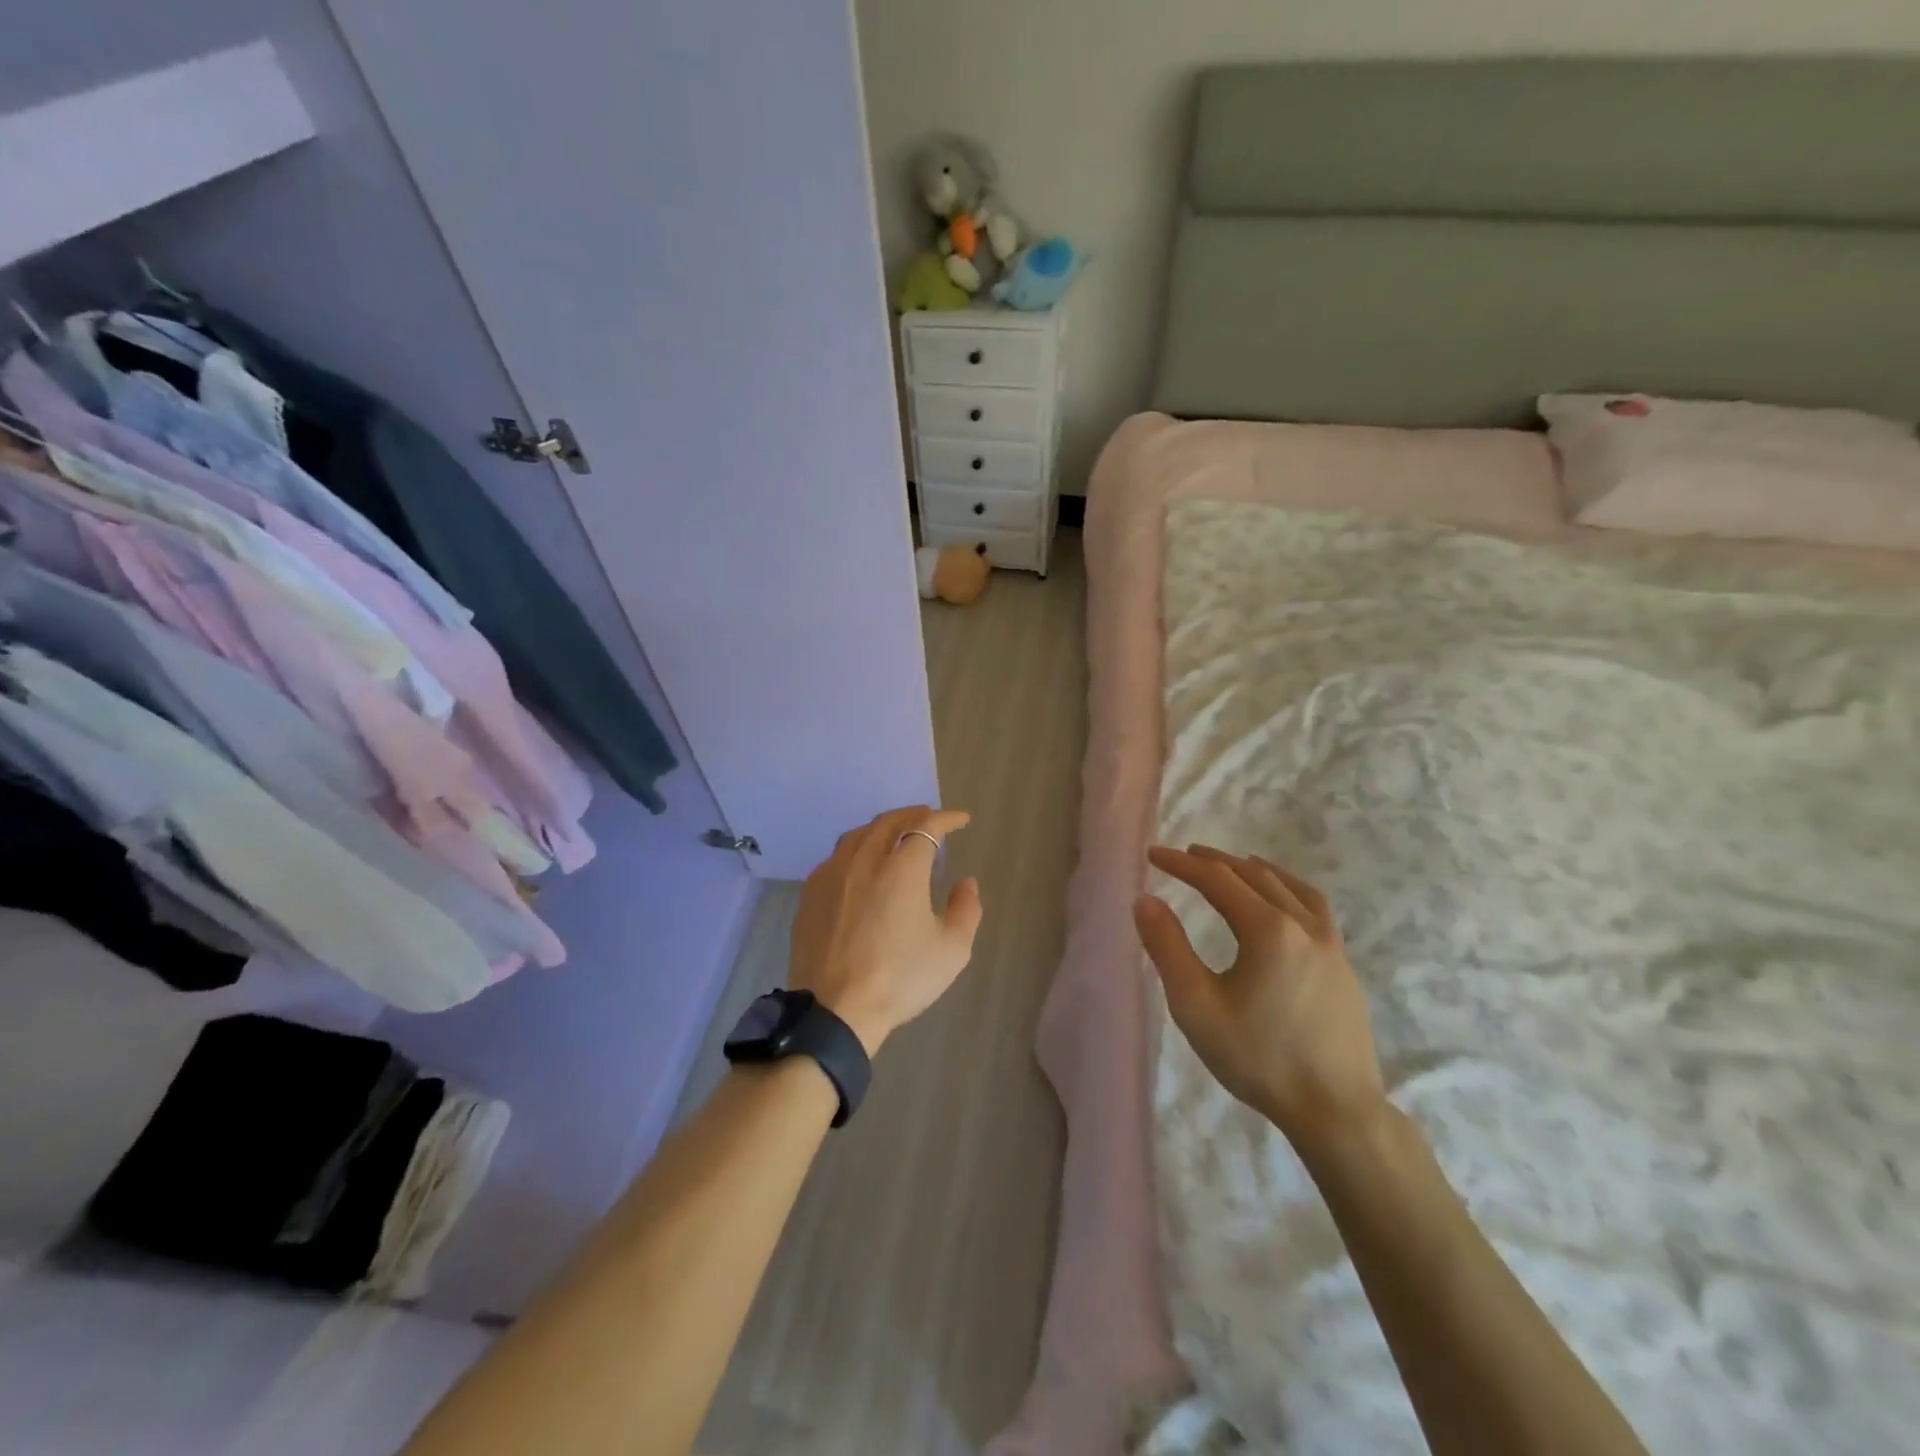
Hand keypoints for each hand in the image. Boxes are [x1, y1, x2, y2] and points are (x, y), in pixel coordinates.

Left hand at [789, 807, 983, 1055]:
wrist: (835, 1009)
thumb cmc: (900, 978)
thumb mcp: (952, 949)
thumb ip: (966, 909)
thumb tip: (965, 883)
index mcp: (902, 868)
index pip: (927, 826)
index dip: (946, 818)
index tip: (961, 819)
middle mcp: (864, 860)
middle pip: (889, 822)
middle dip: (914, 814)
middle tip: (930, 819)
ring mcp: (832, 874)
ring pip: (858, 834)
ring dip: (882, 827)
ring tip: (895, 835)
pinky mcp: (810, 894)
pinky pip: (836, 857)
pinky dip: (856, 849)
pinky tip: (860, 865)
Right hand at [1135, 845, 1386, 1149]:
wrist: (1337, 1111)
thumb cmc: (1259, 1058)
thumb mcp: (1196, 1006)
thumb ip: (1167, 947)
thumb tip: (1144, 900)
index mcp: (1267, 929)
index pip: (1216, 880)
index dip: (1181, 864)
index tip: (1154, 854)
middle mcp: (1303, 925)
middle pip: (1254, 875)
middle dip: (1215, 861)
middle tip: (1185, 855)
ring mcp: (1331, 944)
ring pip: (1289, 887)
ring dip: (1255, 870)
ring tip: (1235, 864)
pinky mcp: (1344, 965)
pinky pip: (1315, 908)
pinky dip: (1289, 890)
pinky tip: (1283, 903)